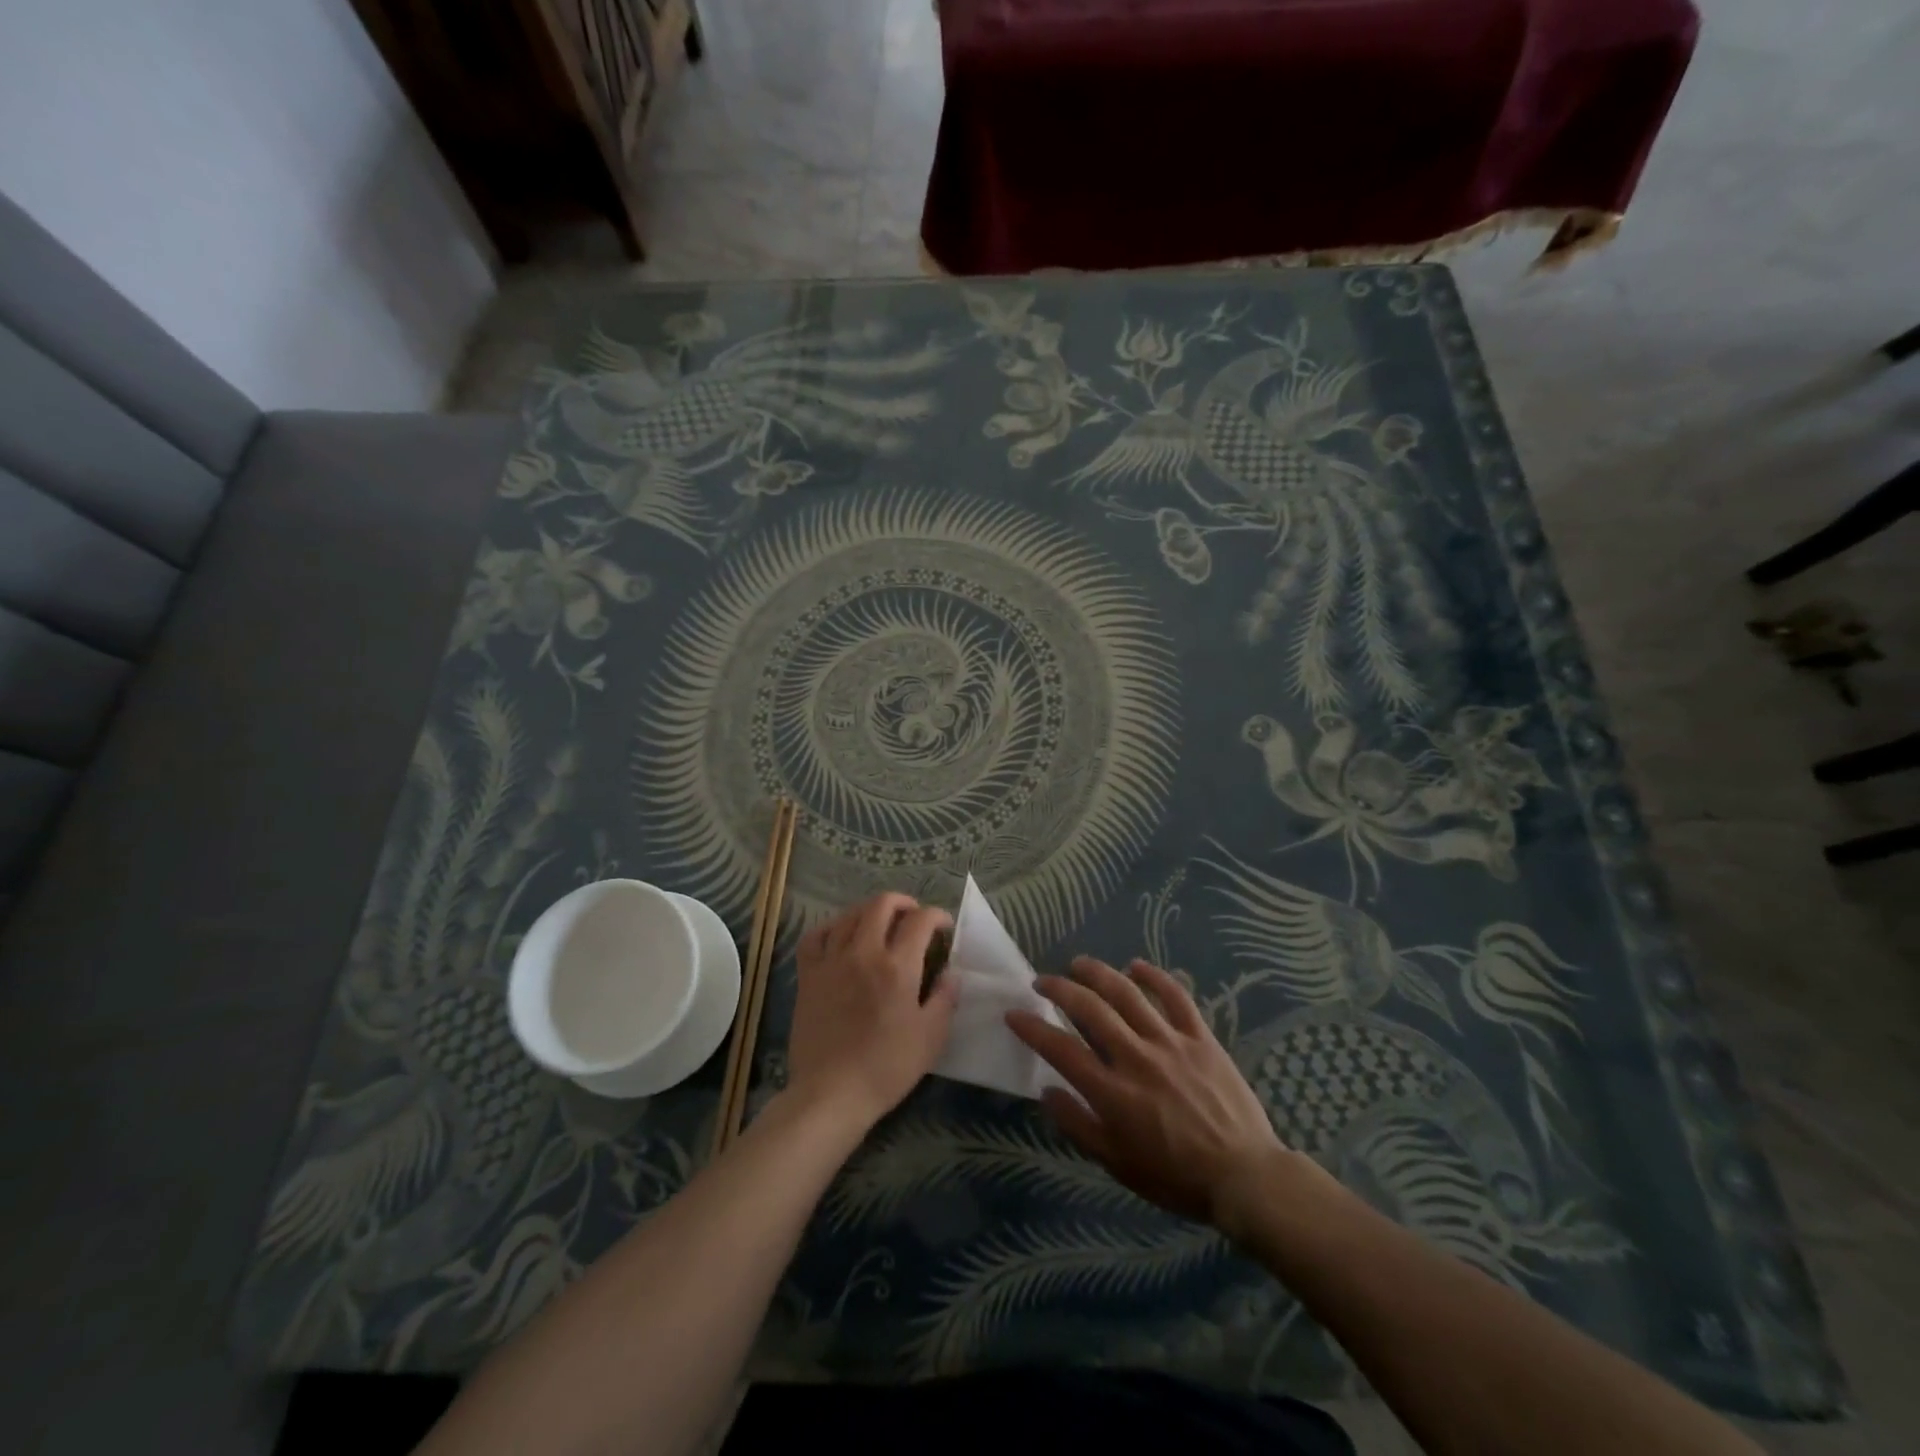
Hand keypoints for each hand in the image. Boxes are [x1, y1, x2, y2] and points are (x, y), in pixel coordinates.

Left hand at [786, 893, 957, 1134]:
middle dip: (903, 903)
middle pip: (882, 905)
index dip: (937, 915)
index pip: (920, 920)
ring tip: (881, 923)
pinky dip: (830, 927)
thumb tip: (952, 972)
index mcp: (898, 966)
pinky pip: (815, 937)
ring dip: (870, 911)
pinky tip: (840, 935)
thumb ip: (945, 998)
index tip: (943, 927)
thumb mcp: (931, 1037)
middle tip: (914, 917)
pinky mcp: (808, 976)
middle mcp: (864, 952)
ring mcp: (831, 961)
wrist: (831, 1094)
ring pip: (849, 915)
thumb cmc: (887, 1067)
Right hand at [1007, 956, 1287, 1224]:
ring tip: (1079, 964)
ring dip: (1098, 973)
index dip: (1032, 1028)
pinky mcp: (1200, 1037)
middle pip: (1090, 1009)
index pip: (1061, 1049)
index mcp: (1113, 1092)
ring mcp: (1170, 1042)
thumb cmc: (1176, 1176)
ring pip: (1128, 994)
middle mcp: (1136, 1057)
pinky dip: (1154, 977)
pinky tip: (1136, 965)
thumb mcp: (1117, 1163)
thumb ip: (1078, 1125)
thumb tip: (1046, 1091)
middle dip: (1060, 989)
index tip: (1014, 1014)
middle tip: (1043, 981)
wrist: (1244, 1176)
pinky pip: (1176, 997)